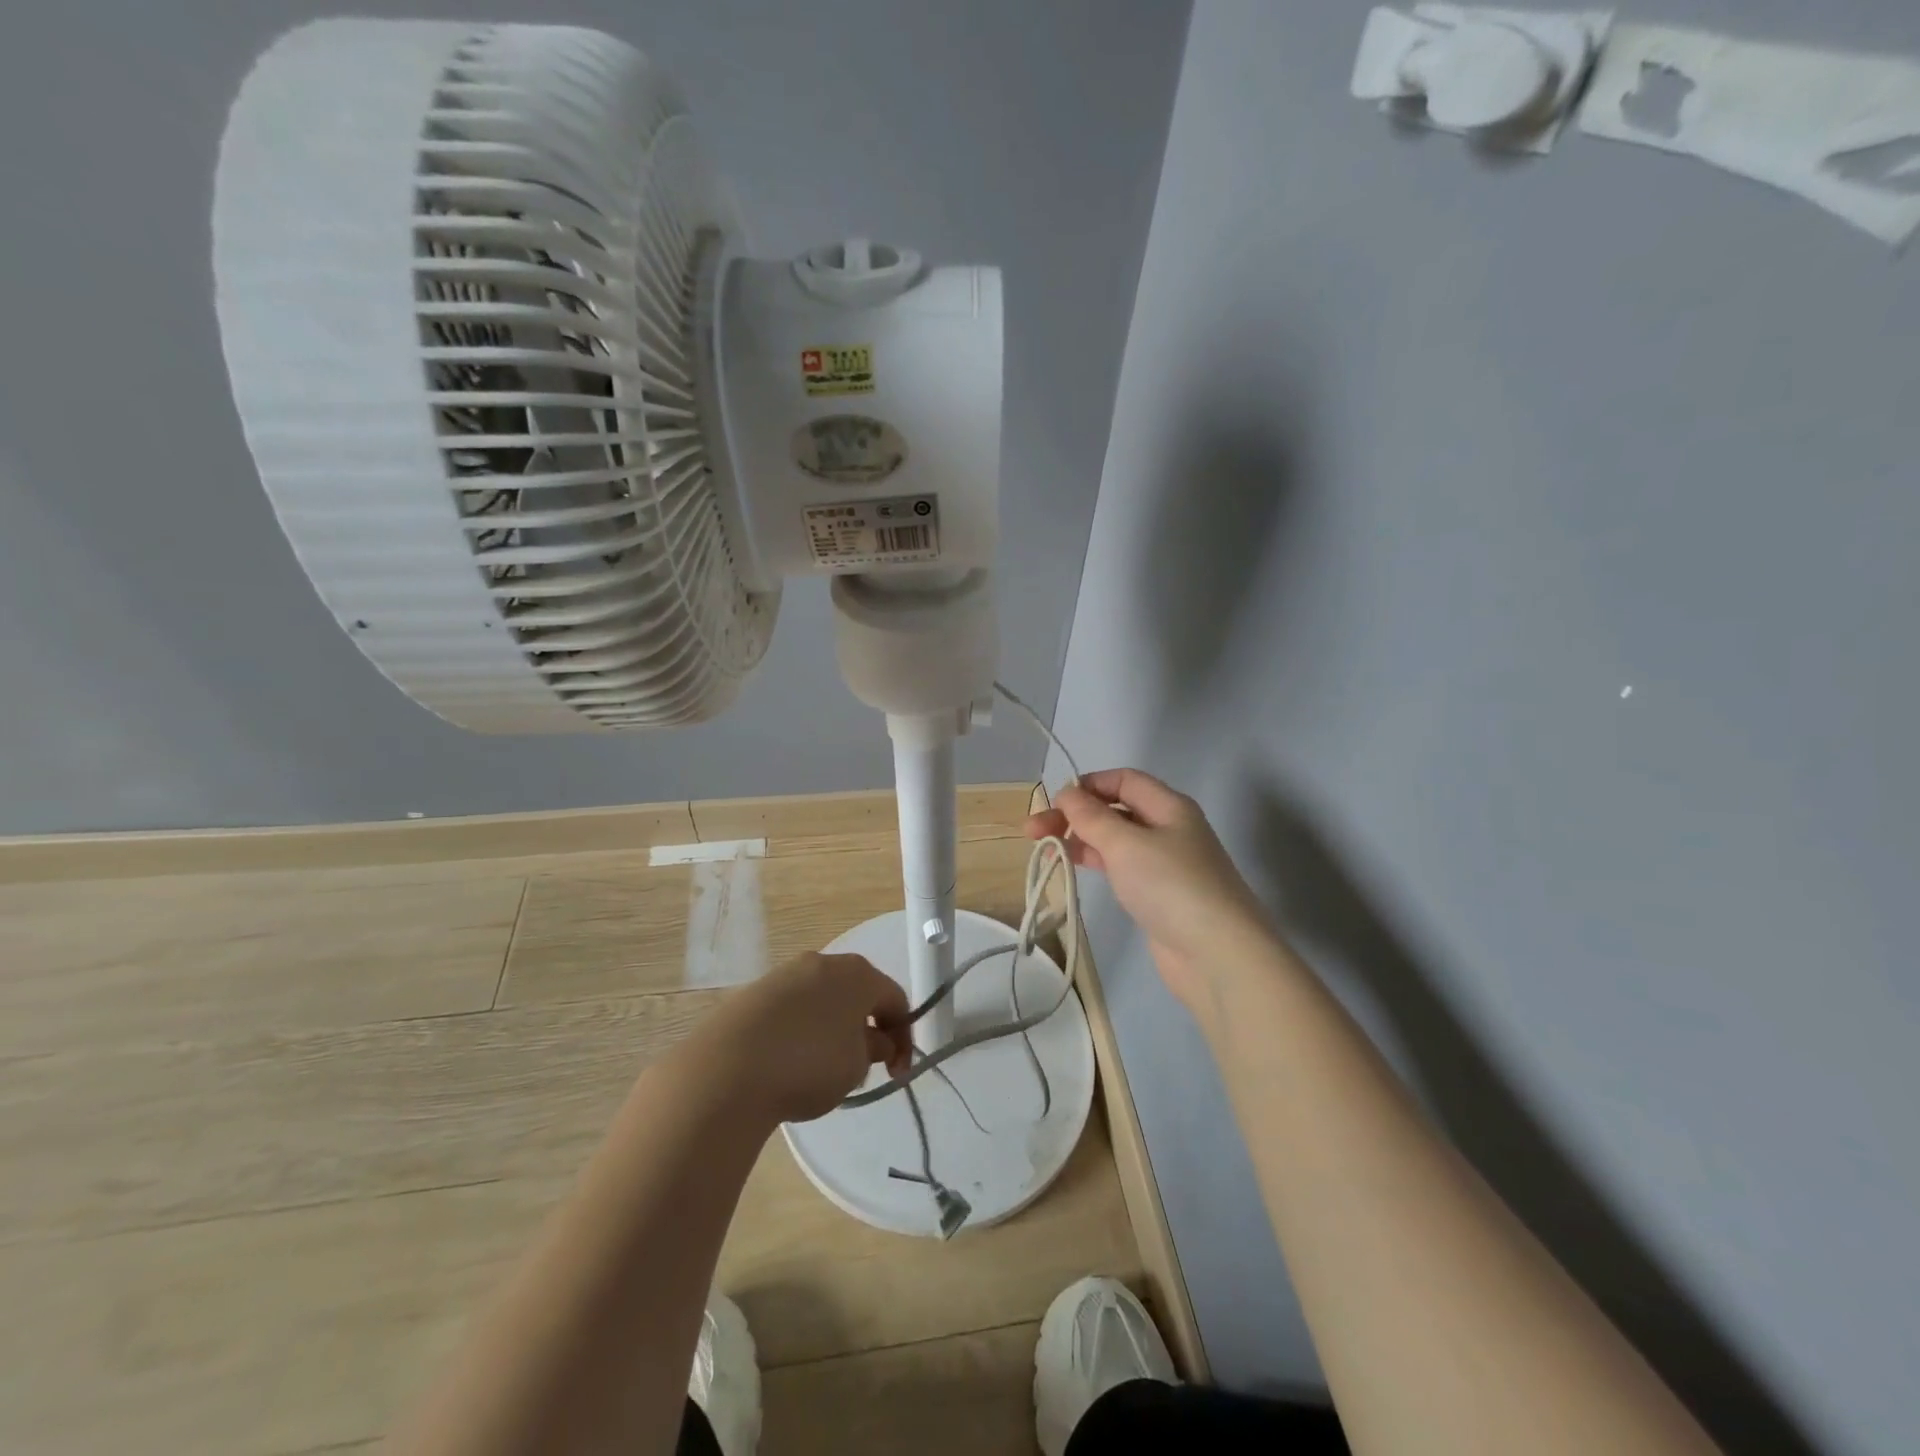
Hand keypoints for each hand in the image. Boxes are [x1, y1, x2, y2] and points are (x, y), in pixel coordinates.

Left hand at [700, 952, 912, 1124]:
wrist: (728, 1068)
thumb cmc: (809, 1063)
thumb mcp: (856, 1067)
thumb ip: (874, 1049)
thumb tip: (873, 1040)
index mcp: (858, 973)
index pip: (895, 999)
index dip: (903, 1037)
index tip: (896, 1073)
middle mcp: (824, 962)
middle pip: (857, 993)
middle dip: (867, 1028)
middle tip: (863, 1067)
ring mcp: (786, 973)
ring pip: (823, 999)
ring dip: (833, 1028)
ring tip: (823, 1069)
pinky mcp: (755, 991)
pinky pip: (793, 1009)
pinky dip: (801, 1030)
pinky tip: (789, 1061)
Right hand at [1026, 768, 1274, 1011]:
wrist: (1218, 955)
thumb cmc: (1171, 886)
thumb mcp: (1126, 843)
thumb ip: (1092, 816)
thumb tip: (1067, 794)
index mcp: (1169, 806)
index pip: (1124, 780)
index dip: (1088, 785)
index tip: (1054, 802)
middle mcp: (1169, 829)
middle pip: (1116, 809)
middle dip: (1075, 815)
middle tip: (1033, 832)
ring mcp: (1165, 864)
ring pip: (1116, 840)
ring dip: (1081, 840)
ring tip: (1046, 851)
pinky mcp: (1158, 895)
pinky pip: (1122, 867)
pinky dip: (1096, 863)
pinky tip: (1074, 869)